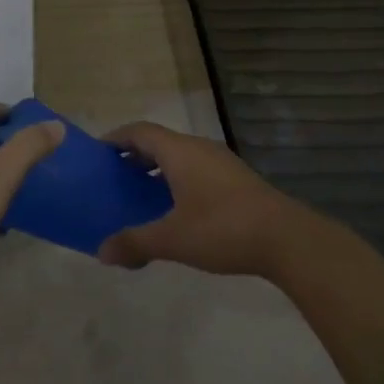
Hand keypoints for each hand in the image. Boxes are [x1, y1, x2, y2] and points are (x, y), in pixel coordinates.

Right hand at [97, 122, 301, 276]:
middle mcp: (199, 148)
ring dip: (157, 169)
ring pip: (180, 156)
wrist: (286, 239)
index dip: (116, 138)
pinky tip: (176, 210)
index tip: (97, 152)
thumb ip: (135, 243)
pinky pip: (196, 169)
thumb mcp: (172, 239)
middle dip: (134, 156)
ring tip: (140, 195)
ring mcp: (221, 162)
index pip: (139, 131)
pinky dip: (177, 180)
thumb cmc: (222, 229)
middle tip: (114, 177)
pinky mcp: (236, 179)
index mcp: (179, 152)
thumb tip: (101, 252)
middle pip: (159, 142)